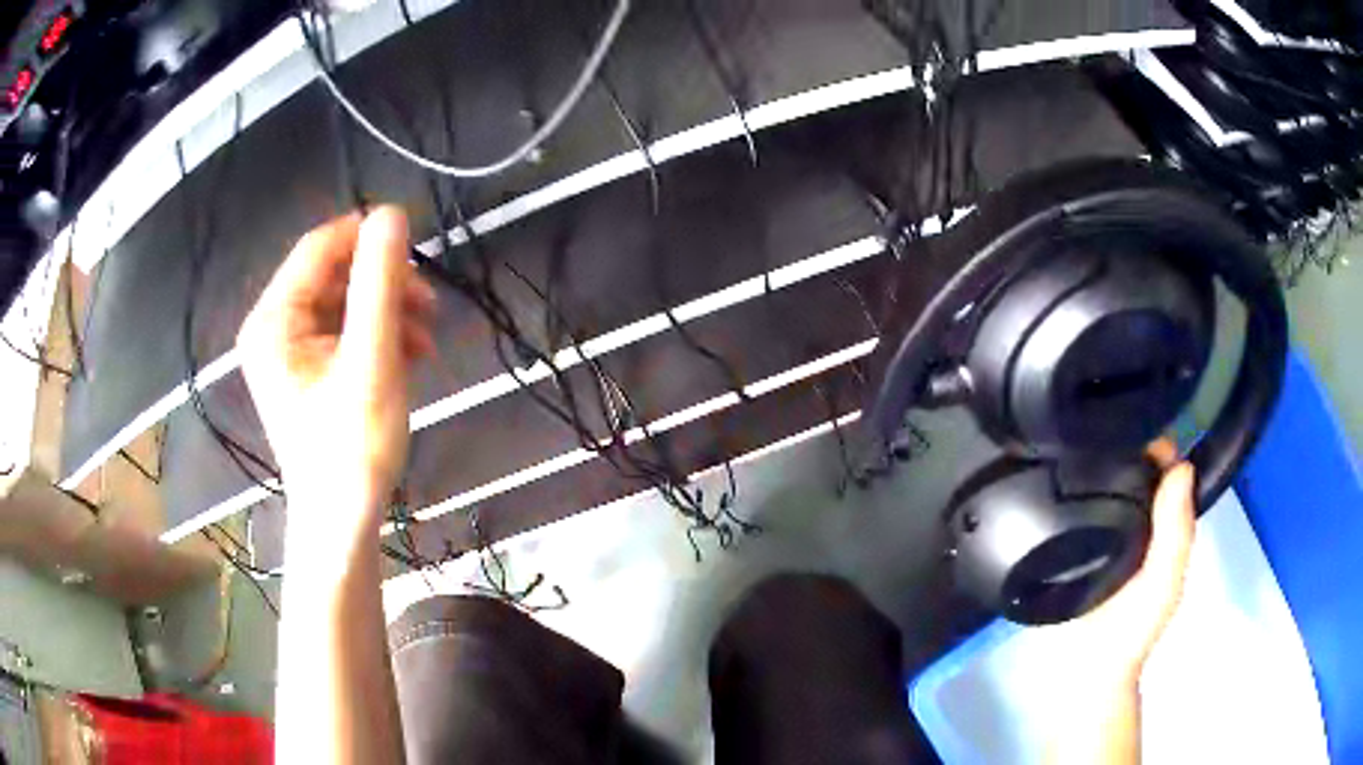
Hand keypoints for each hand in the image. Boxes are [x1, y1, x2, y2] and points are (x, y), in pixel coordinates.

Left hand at [237, 207, 435, 536]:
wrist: (342, 521)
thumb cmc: (352, 447)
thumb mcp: (371, 360)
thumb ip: (379, 283)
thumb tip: (392, 214)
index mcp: (273, 319)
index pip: (320, 247)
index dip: (368, 238)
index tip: (418, 253)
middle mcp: (272, 326)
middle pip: (332, 274)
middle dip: (384, 284)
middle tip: (430, 306)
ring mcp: (286, 349)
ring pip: (342, 302)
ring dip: (387, 312)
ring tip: (426, 339)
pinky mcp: (304, 369)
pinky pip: (342, 331)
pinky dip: (377, 336)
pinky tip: (409, 355)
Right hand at [1041, 439, 1196, 685]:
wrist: (1086, 671)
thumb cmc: (1132, 629)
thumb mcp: (1164, 581)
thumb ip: (1175, 533)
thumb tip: (1182, 466)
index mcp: (1167, 530)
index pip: (1169, 476)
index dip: (1159, 447)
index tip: (1137, 421)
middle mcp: (1143, 529)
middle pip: (1140, 478)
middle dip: (1128, 450)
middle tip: (1098, 423)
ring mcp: (1110, 541)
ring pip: (1111, 493)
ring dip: (1100, 469)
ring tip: (1074, 440)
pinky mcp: (1080, 552)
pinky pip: (1084, 513)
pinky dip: (1077, 494)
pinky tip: (1059, 480)